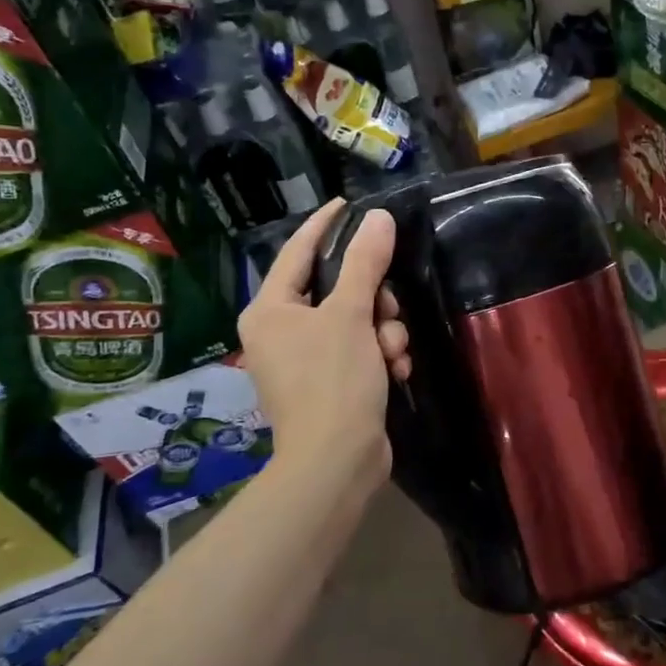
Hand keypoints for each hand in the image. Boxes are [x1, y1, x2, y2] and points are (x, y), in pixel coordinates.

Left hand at [238, 200, 409, 495]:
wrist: (337, 462)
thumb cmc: (333, 380)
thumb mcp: (351, 314)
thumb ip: (364, 262)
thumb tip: (379, 218)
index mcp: (270, 310)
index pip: (298, 251)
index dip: (326, 224)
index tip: (351, 203)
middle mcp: (280, 332)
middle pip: (334, 289)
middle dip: (371, 298)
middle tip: (389, 306)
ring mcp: (303, 361)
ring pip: (354, 321)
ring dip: (382, 331)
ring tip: (394, 353)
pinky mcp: (327, 384)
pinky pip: (359, 350)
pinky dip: (380, 356)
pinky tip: (396, 372)